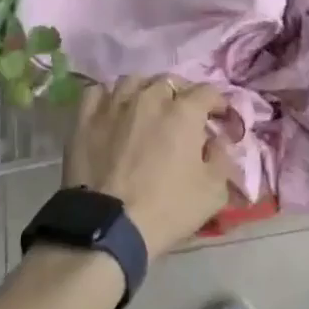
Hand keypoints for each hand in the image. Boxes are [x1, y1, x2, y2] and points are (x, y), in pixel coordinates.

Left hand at [66, 76, 233, 258]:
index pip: (208, 91)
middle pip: (170, 81)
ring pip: (134, 81)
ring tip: (147, 109)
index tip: (220, 119)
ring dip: (146, 91)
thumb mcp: (213, 192)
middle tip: (184, 117)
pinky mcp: (86, 118)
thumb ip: (222, 159)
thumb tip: (217, 142)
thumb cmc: (166, 208)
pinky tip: (113, 111)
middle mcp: (149, 97)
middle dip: (182, 95)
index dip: (218, 103)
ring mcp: (115, 104)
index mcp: (183, 111)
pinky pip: (98, 92)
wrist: (108, 227)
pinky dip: (109, 97)